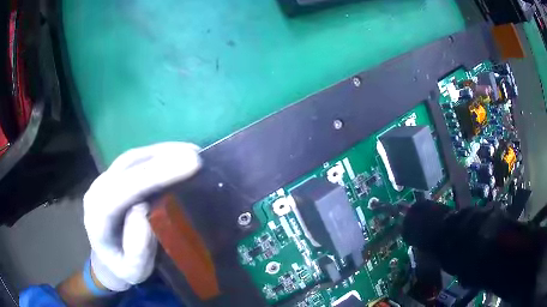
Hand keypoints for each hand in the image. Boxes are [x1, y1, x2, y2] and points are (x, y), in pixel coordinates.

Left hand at [83, 142, 201, 290]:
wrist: (106, 259)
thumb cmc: (122, 267)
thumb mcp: (133, 271)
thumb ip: (136, 249)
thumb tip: (142, 210)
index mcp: (99, 215)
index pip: (126, 188)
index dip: (157, 174)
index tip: (190, 166)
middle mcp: (98, 190)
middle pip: (129, 166)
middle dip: (163, 158)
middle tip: (196, 156)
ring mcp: (104, 180)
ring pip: (132, 158)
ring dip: (161, 152)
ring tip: (191, 151)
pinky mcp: (113, 177)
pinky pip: (134, 161)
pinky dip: (156, 155)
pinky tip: (176, 154)